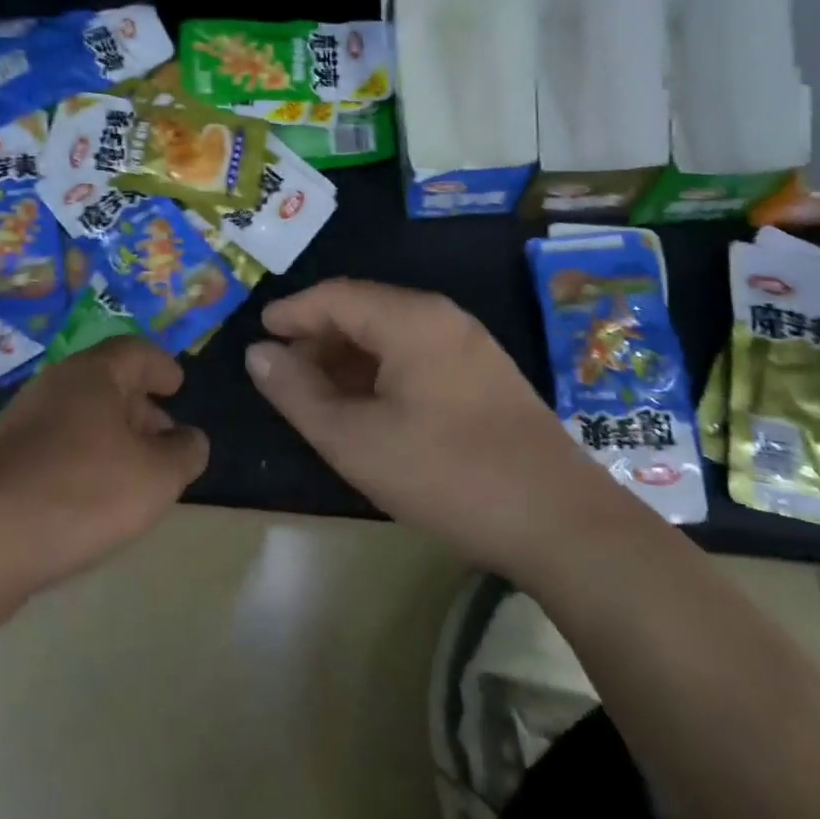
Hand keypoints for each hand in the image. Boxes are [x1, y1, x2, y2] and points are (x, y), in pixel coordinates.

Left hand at [0, 338, 208, 593]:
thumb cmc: (82, 490)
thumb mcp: (156, 476)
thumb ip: (184, 453)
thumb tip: (191, 440)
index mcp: (93, 374)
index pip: (136, 351)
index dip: (161, 366)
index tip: (178, 385)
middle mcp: (56, 387)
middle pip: (107, 384)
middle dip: (141, 408)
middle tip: (165, 439)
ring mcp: (23, 424)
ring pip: (81, 419)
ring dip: (112, 440)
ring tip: (136, 476)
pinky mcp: (3, 463)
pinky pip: (57, 450)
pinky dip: (84, 463)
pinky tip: (94, 502)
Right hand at [247, 278, 578, 573]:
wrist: (560, 522)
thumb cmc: (446, 474)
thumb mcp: (355, 440)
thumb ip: (298, 393)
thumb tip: (258, 354)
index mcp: (410, 318)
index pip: (334, 296)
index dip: (292, 313)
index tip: (259, 336)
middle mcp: (441, 317)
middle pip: (363, 309)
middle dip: (318, 337)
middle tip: (284, 374)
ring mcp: (469, 344)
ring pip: (391, 334)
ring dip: (348, 357)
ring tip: (318, 394)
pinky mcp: (484, 375)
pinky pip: (417, 354)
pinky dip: (380, 371)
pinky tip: (367, 407)